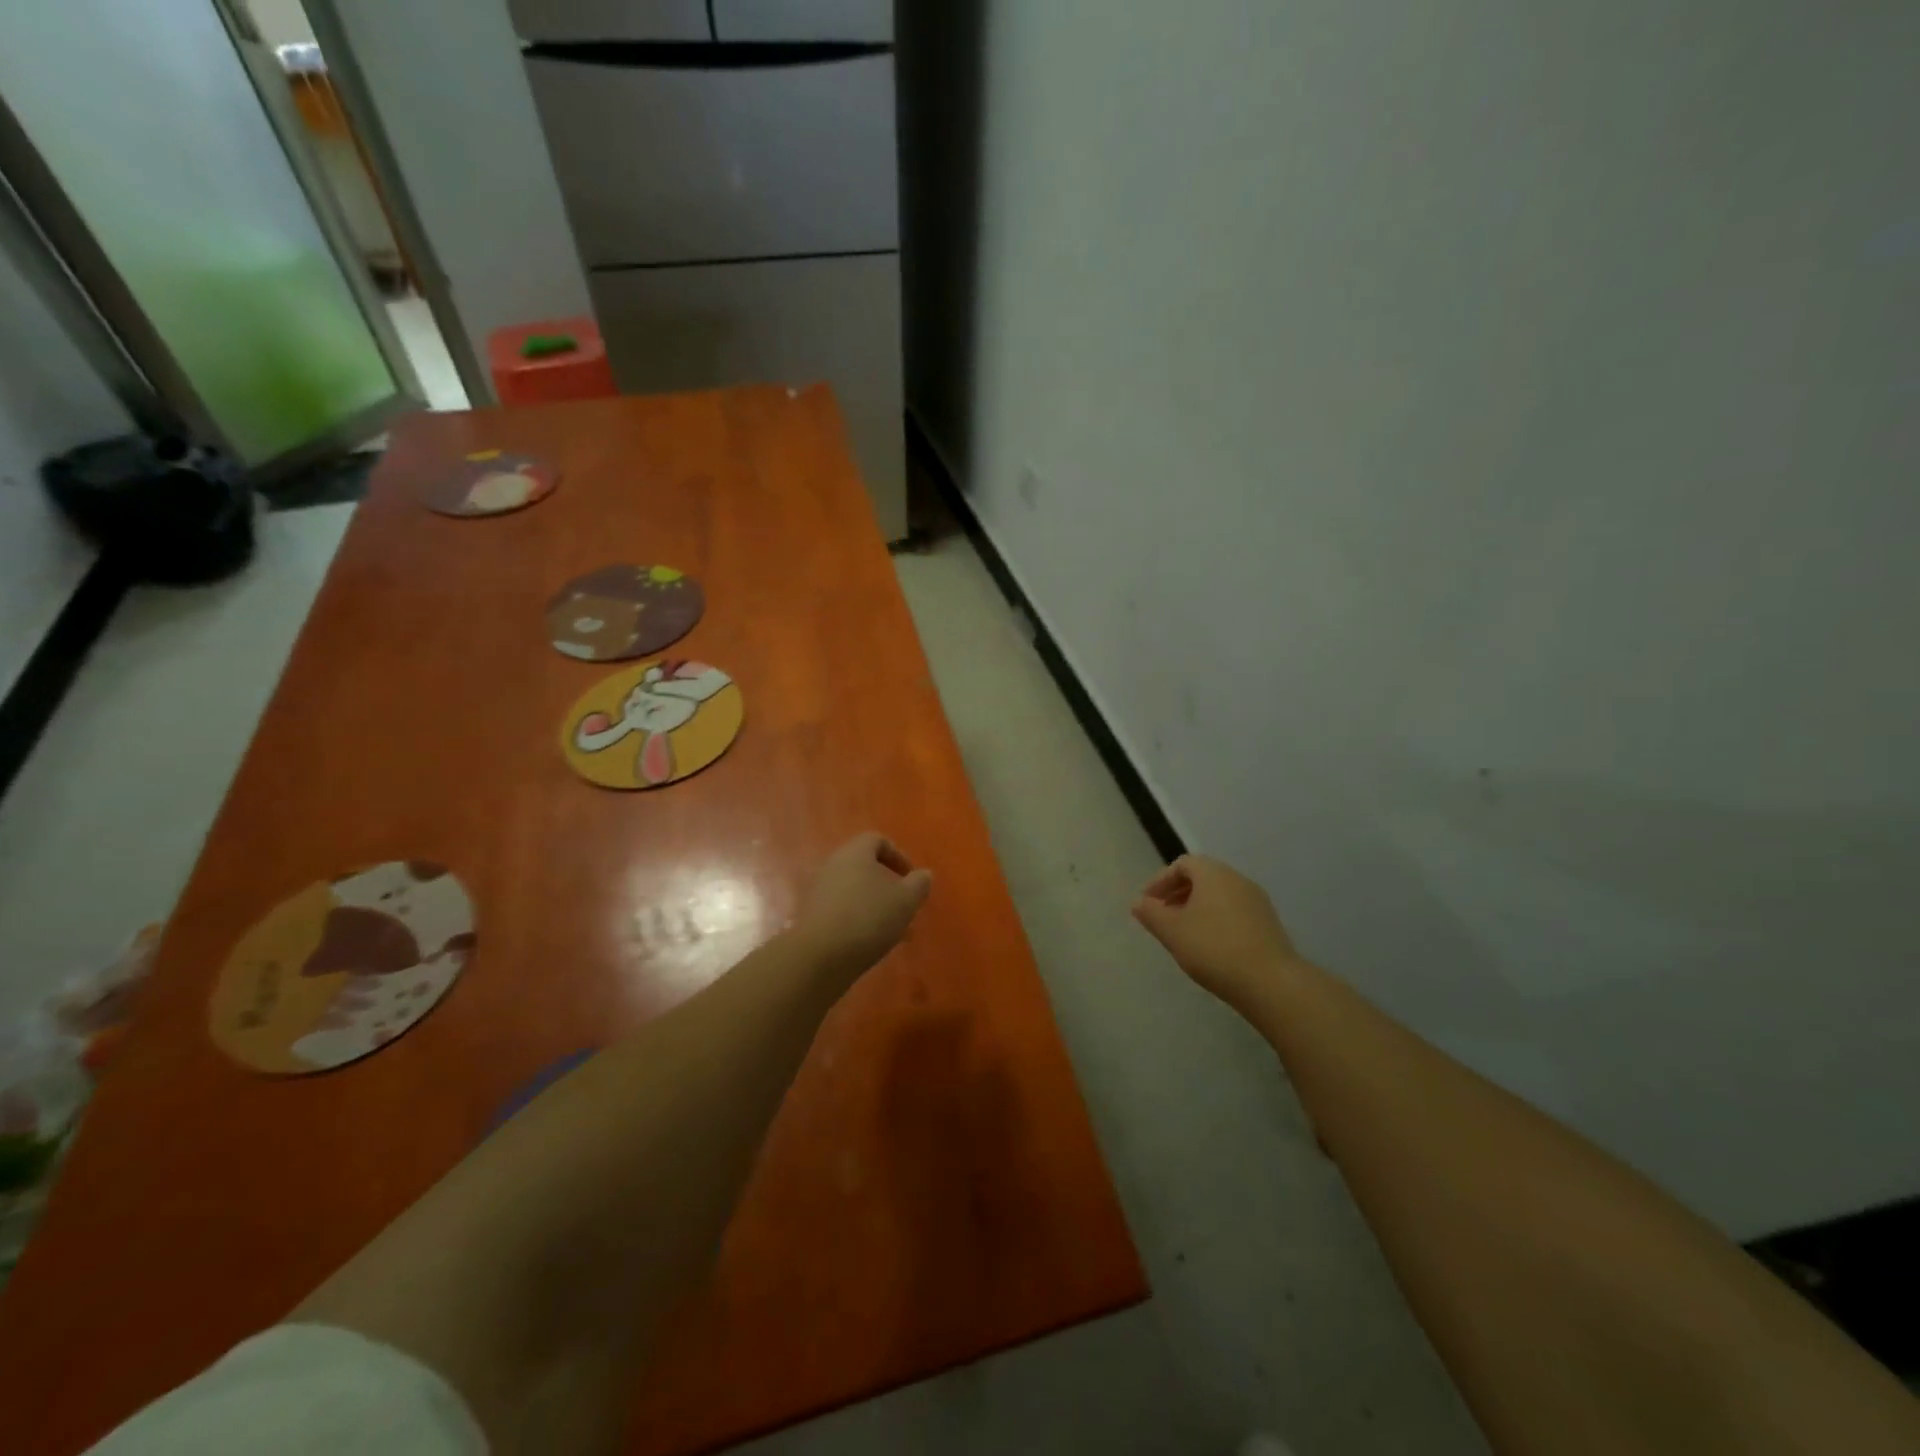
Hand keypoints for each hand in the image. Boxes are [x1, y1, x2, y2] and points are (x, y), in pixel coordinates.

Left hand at [795, 832, 932, 975]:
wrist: (819, 957)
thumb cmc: (868, 918)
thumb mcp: (906, 900)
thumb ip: (919, 884)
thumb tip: (923, 874)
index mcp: (855, 853)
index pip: (877, 840)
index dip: (898, 856)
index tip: (911, 878)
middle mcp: (833, 866)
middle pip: (864, 867)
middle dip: (888, 886)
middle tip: (904, 906)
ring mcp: (819, 892)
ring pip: (854, 892)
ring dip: (874, 906)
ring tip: (893, 931)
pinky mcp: (811, 917)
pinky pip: (841, 911)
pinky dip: (858, 920)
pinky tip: (871, 943)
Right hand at [1131, 854, 1300, 1005]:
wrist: (1270, 982)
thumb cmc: (1213, 949)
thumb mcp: (1172, 932)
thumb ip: (1151, 914)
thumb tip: (1139, 902)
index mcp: (1213, 874)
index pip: (1182, 864)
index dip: (1161, 881)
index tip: (1148, 903)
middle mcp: (1237, 879)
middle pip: (1202, 877)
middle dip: (1178, 893)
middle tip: (1162, 916)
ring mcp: (1257, 901)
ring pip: (1219, 895)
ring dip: (1197, 907)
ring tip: (1183, 932)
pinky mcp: (1268, 923)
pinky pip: (1234, 910)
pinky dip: (1216, 918)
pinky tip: (1209, 945)